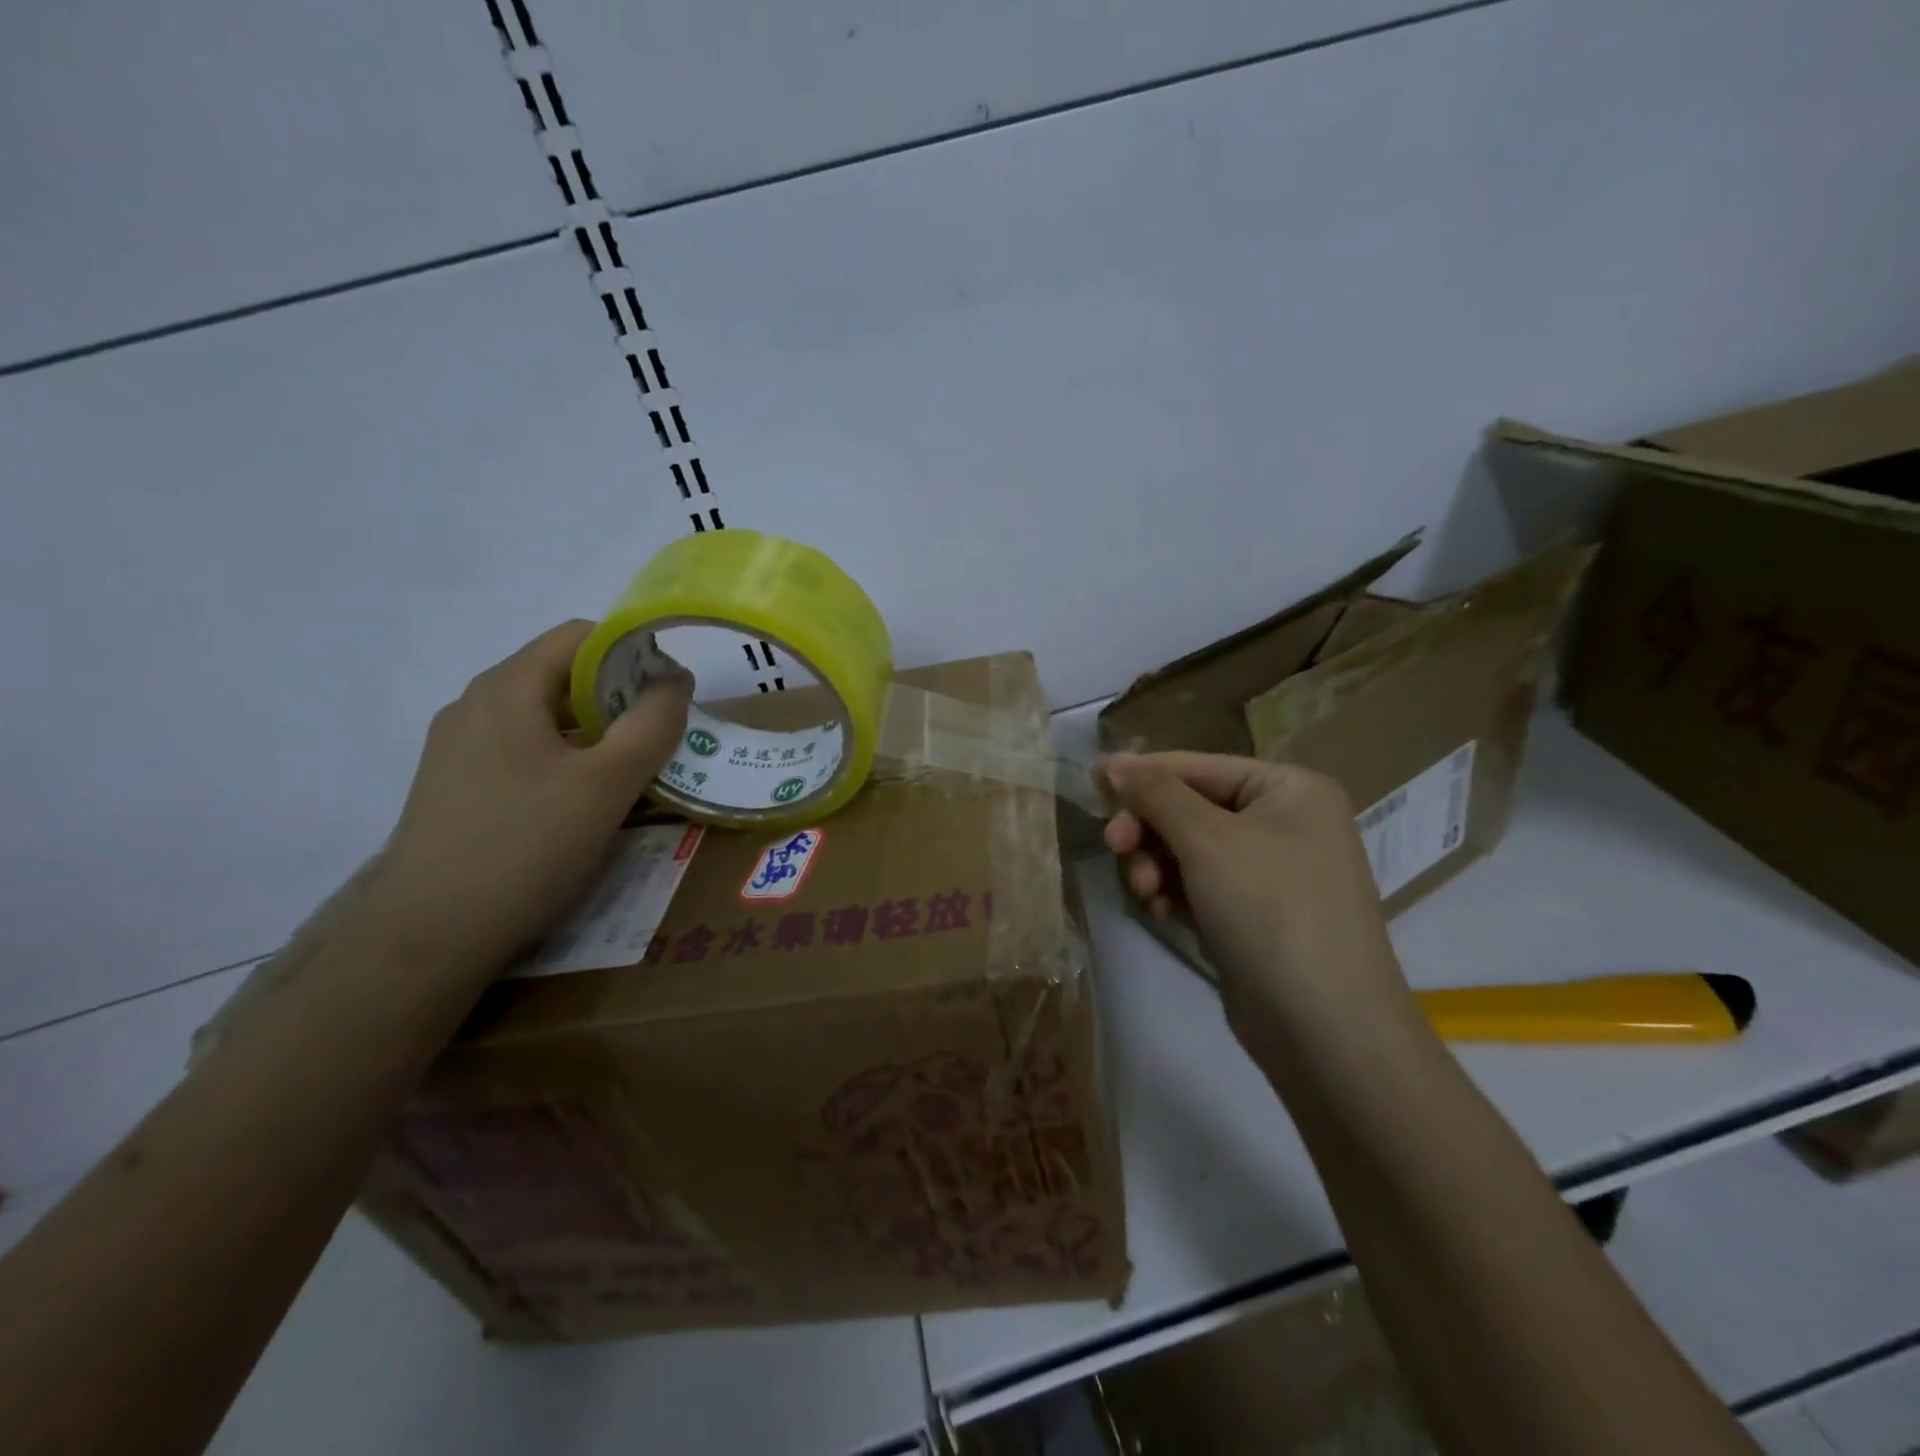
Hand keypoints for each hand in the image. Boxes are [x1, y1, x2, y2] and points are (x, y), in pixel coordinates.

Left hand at [367, 620, 691, 972]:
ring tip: (629, 776)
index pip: (581, 636)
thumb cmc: (526, 847)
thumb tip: (675, 677)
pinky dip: (565, 760)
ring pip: (544, 718)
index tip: (670, 696)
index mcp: (506, 689)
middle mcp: (475, 706)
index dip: (635, 653)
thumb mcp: (609, 782)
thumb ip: (652, 722)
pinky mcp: (455, 787)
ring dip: (595, 733)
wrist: (427, 937)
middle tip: (658, 740)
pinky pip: (523, 752)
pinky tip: (582, 805)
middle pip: (562, 675)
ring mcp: (458, 748)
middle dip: (619, 698)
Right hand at [1101, 752, 1413, 1045]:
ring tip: (1144, 892)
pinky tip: (1157, 911)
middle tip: (1114, 847)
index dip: (1143, 775)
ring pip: (1188, 849)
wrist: (1324, 1028)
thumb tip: (1114, 760)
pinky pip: (1198, 885)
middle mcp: (1284, 823)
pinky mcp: (1252, 914)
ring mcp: (1269, 872)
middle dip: (1149, 829)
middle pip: (1190, 808)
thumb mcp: (1207, 840)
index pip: (1199, 766)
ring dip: (1155, 864)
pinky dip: (1172, 892)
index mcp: (1289, 789)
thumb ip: (1156, 793)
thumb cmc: (1270, 909)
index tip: (1090, 788)